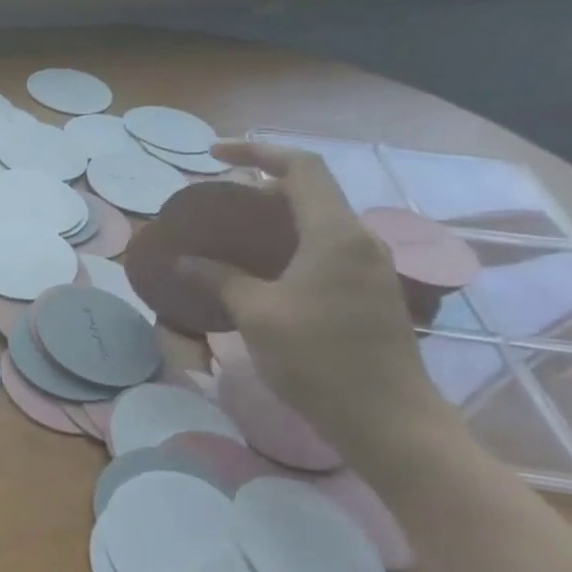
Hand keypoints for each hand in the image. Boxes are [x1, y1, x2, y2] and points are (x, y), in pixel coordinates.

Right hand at [179, 142, 444, 451]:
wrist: (387, 420)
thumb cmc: (318, 359)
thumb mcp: (257, 314)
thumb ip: (219, 278)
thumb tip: (183, 259)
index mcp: (335, 234)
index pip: (300, 168)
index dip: (257, 151)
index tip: (213, 155)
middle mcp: (359, 240)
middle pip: (311, 191)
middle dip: (260, 185)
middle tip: (216, 200)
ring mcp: (368, 267)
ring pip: (318, 221)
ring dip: (274, 216)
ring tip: (231, 231)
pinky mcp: (367, 292)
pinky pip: (324, 248)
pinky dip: (288, 242)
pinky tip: (260, 267)